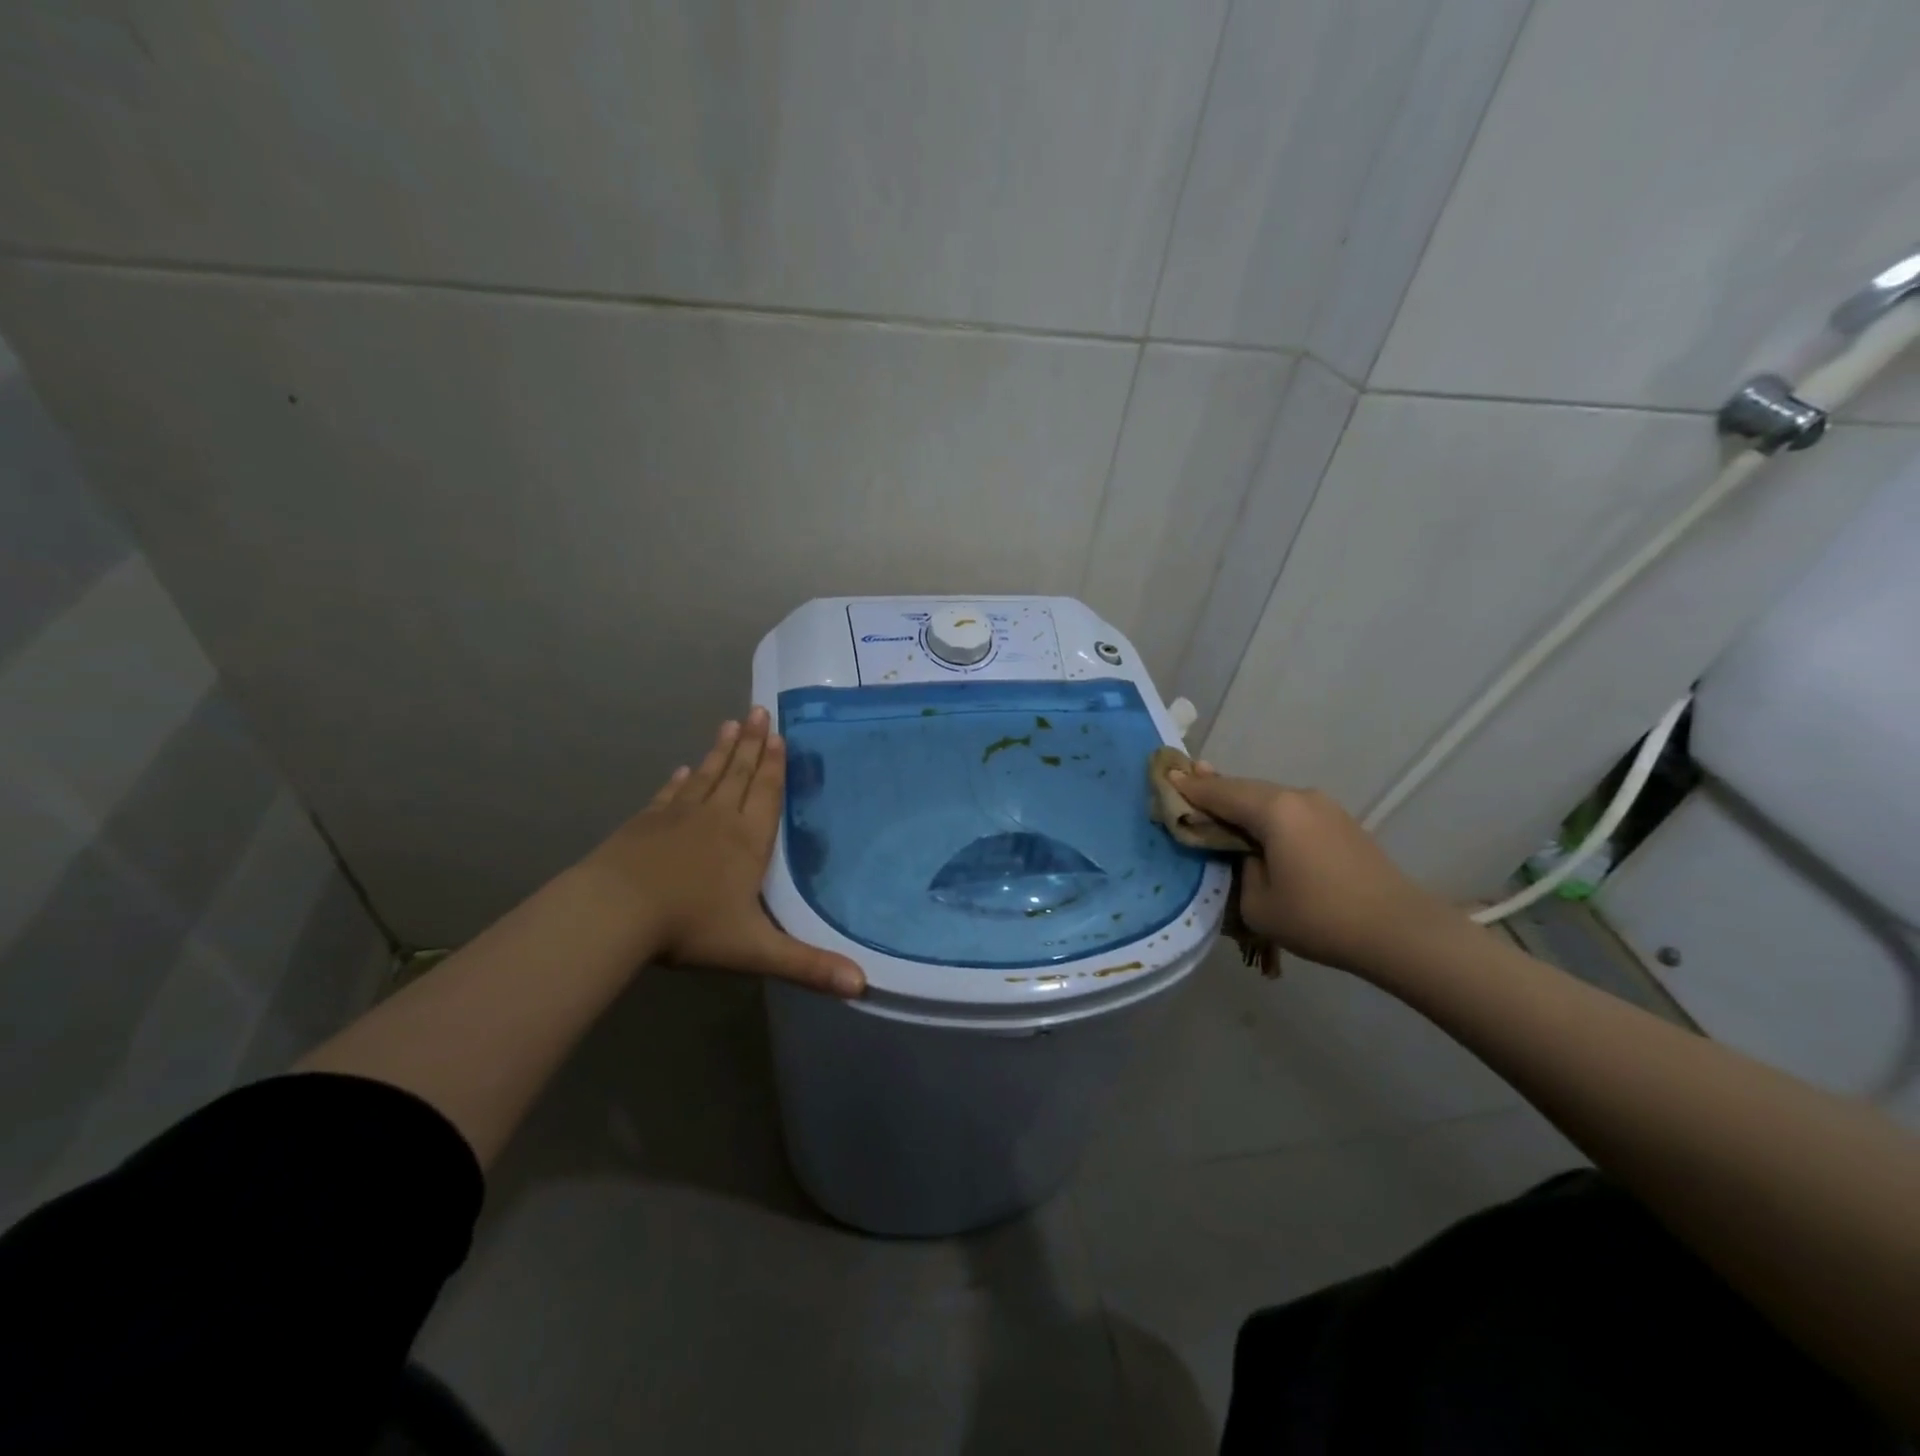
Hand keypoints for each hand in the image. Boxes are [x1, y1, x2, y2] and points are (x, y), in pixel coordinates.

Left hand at [582, 708, 865, 996]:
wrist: (615, 912)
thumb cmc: (691, 926)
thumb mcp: (756, 950)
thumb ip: (808, 965)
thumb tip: (862, 985)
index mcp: (747, 841)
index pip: (767, 794)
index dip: (776, 765)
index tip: (780, 734)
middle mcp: (717, 819)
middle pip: (740, 775)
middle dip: (753, 745)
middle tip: (759, 711)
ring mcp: (678, 818)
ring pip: (708, 777)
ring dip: (721, 752)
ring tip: (731, 725)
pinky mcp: (645, 824)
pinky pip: (670, 795)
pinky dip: (680, 781)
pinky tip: (683, 769)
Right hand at [1170, 765, 1469, 977]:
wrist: (1400, 932)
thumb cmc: (1319, 918)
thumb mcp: (1257, 902)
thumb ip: (1239, 869)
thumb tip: (1245, 855)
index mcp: (1274, 810)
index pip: (1219, 792)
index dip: (1189, 788)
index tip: (1165, 777)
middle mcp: (1298, 797)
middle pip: (1243, 788)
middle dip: (1213, 788)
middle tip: (1184, 782)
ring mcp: (1323, 808)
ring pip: (1268, 798)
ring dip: (1240, 801)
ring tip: (1214, 800)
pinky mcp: (1339, 823)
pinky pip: (1289, 811)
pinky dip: (1265, 814)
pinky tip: (1255, 824)